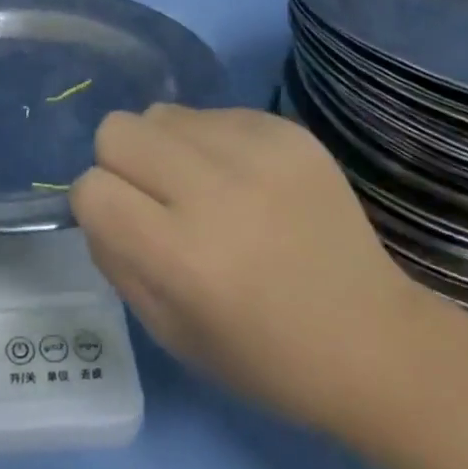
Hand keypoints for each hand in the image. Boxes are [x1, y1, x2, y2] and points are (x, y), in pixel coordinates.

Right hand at [72, 104, 447, 438]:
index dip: (98, 206)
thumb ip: (117, 258)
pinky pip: (213, 113)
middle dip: (122, 163)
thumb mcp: (170, 332)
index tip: (126, 224)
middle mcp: (215, 191)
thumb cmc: (266, 356)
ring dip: (168, 148)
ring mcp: (256, 151)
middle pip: (117, 130)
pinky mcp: (287, 130)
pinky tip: (248, 181)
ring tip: (206, 187)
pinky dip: (213, 142)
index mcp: (184, 256)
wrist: (375, 338)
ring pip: (161, 113)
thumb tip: (95, 198)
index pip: (92, 188)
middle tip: (158, 197)